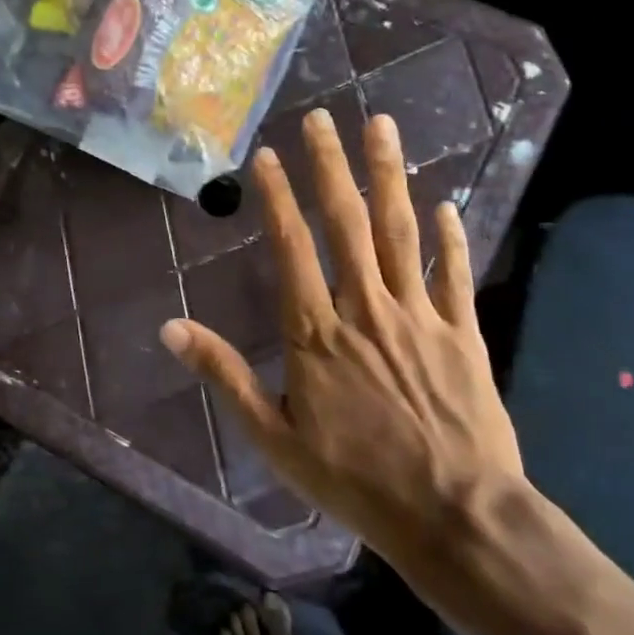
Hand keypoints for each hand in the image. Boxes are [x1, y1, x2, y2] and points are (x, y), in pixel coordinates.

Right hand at [160, 110, 523, 580]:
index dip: (278, 197)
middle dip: (331, 166)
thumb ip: (224, 375)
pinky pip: (454, 274)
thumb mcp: (273, 437)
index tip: (267, 156)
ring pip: (400, 232)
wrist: (456, 516)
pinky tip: (443, 204)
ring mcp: (420, 316)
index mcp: (316, 333)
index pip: (292, 247)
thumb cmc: (355, 479)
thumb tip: (170, 329)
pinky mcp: (463, 334)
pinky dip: (449, 237)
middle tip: (322, 118)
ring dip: (389, 176)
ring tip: (383, 127)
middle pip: (347, 223)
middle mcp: (366, 309)